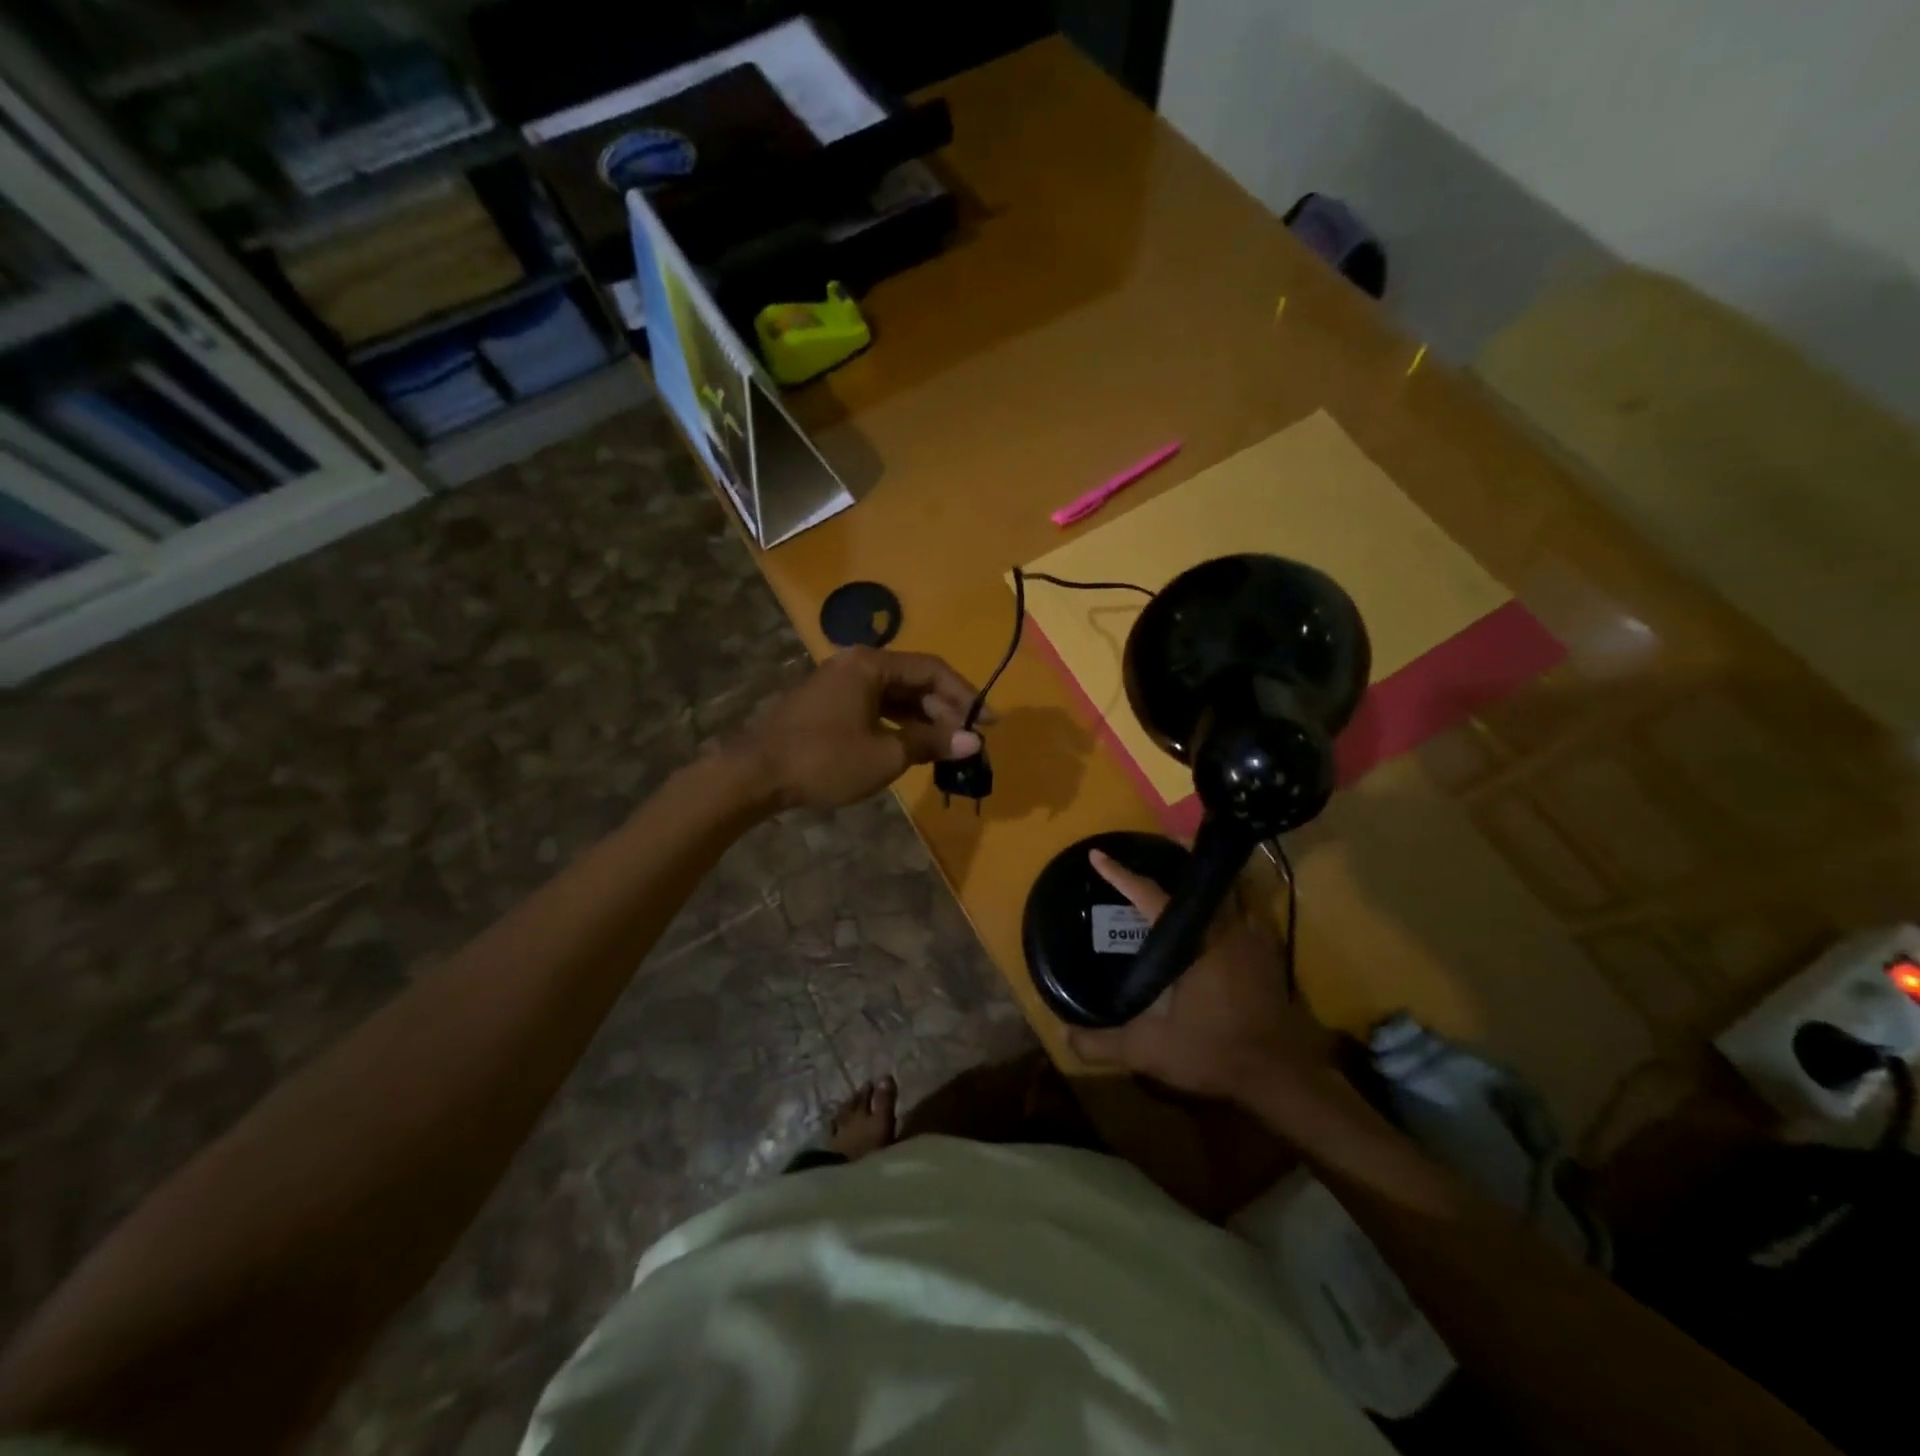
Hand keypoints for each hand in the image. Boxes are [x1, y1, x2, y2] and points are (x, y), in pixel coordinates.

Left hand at [730, 647, 984, 810]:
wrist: (755, 774)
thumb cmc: (824, 759)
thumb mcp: (885, 754)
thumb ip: (931, 743)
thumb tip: (973, 741)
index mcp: (872, 664)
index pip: (933, 671)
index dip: (966, 696)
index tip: (990, 722)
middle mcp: (856, 664)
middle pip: (914, 680)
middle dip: (945, 710)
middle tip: (968, 741)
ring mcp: (839, 683)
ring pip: (894, 696)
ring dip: (923, 719)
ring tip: (946, 747)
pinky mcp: (828, 704)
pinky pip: (875, 707)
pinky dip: (898, 724)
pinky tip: (912, 746)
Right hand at [1067, 849, 1337, 1107]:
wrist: (1281, 1077)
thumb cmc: (1215, 1053)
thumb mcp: (1151, 1052)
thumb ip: (1105, 1044)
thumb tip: (1066, 1038)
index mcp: (1194, 942)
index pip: (1151, 896)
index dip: (1121, 875)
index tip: (1098, 856)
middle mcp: (1225, 929)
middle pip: (1200, 877)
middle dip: (1178, 856)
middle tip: (1156, 846)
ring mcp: (1253, 938)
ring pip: (1230, 888)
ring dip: (1208, 876)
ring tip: (1186, 873)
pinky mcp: (1270, 953)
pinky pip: (1249, 908)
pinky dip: (1232, 898)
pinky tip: (1219, 912)